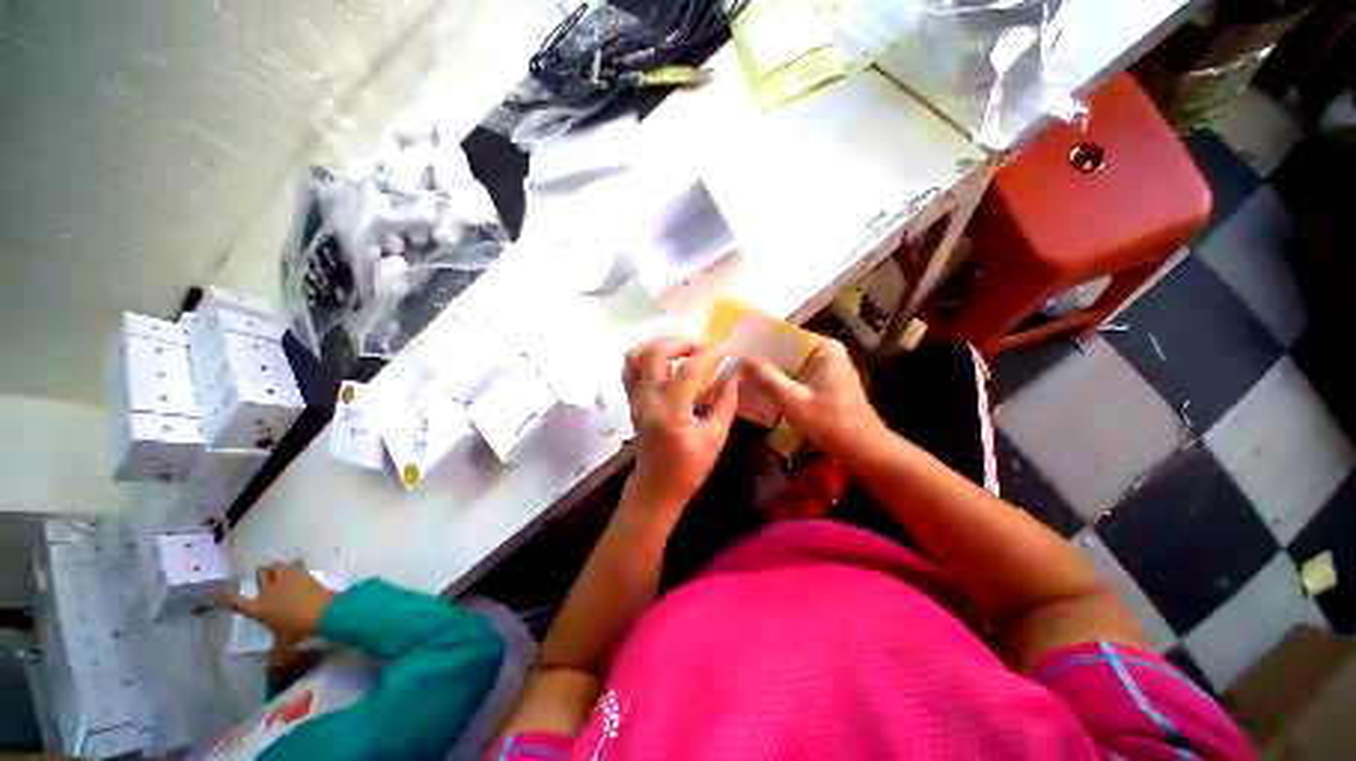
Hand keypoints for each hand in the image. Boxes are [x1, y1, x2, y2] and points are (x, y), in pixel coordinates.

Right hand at [218, 562, 335, 662]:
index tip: (219, 590)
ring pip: (277, 566)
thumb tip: (271, 663)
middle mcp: (268, 591)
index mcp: (259, 608)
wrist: (321, 612)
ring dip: (278, 568)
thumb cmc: (298, 629)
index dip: (226, 595)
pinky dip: (297, 565)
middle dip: (262, 574)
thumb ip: (275, 652)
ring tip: (283, 572)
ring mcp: (285, 579)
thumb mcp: (284, 644)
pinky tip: (300, 569)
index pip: (235, 601)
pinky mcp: (302, 573)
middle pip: (260, 574)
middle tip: (267, 578)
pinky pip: (297, 563)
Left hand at [622, 336, 738, 512]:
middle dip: (680, 342)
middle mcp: (649, 401)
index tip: (724, 348)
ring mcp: (636, 399)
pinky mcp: (631, 400)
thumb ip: (726, 403)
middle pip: (655, 354)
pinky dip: (644, 356)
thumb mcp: (715, 438)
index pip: (688, 371)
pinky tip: (663, 360)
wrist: (656, 485)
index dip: (708, 354)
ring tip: (680, 349)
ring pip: (635, 356)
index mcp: (673, 414)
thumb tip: (734, 375)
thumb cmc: (689, 467)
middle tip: (700, 348)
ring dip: (659, 345)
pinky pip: (629, 369)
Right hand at [745, 336, 885, 457]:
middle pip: (786, 349)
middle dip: (762, 358)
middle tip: (733, 362)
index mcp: (823, 348)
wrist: (862, 449)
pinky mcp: (825, 381)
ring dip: (769, 370)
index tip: (735, 347)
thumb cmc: (828, 422)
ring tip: (741, 373)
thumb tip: (742, 359)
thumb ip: (766, 376)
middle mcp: (826, 351)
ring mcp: (827, 366)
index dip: (759, 342)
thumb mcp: (792, 399)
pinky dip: (780, 380)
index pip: (784, 335)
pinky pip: (796, 374)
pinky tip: (760, 387)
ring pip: (790, 363)